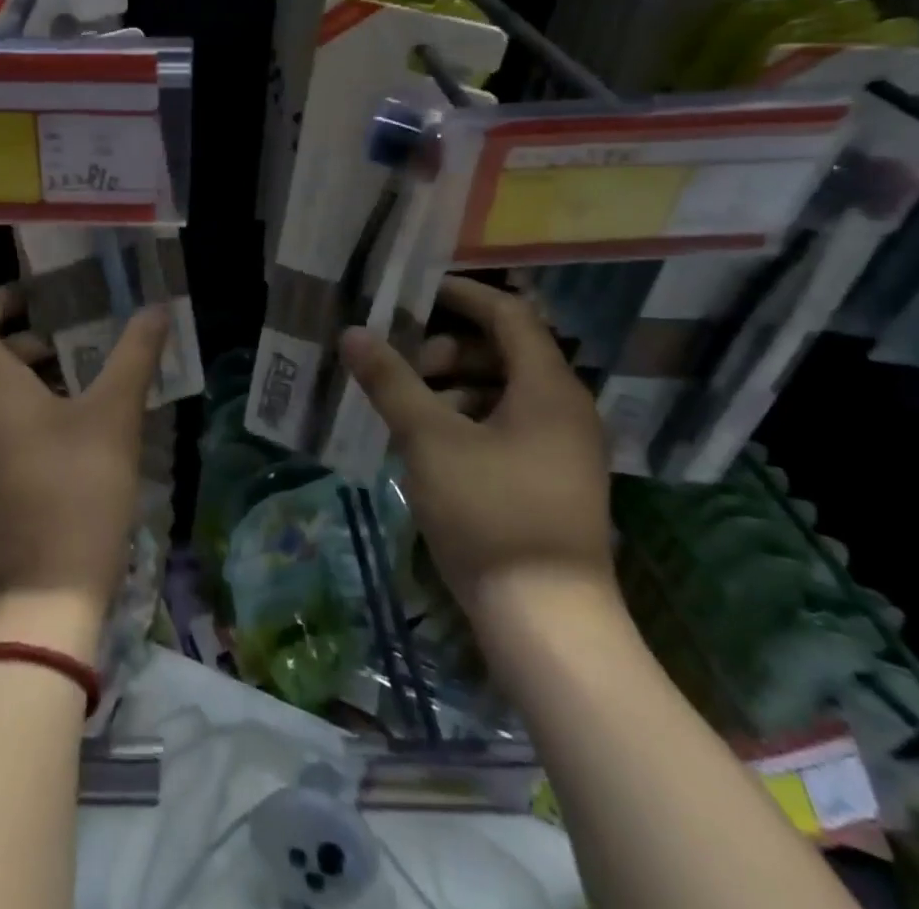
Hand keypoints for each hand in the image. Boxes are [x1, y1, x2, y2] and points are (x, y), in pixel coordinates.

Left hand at [0, 285, 168, 624]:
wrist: (45, 592)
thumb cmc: (77, 488)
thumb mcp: (114, 414)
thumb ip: (134, 355)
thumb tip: (156, 308)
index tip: (38, 296)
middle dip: (11, 338)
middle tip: (60, 340)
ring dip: (15, 375)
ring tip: (73, 380)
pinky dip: (13, 408)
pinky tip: (66, 425)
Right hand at [340, 278, 613, 615]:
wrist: (549, 624)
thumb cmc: (490, 515)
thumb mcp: (430, 440)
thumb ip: (391, 381)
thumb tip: (354, 332)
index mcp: (548, 388)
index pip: (507, 315)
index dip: (460, 296)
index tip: (412, 295)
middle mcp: (565, 408)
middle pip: (503, 351)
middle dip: (447, 348)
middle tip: (401, 363)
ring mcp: (562, 447)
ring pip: (503, 390)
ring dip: (453, 385)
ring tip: (406, 405)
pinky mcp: (550, 479)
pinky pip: (507, 424)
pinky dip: (467, 418)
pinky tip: (429, 442)